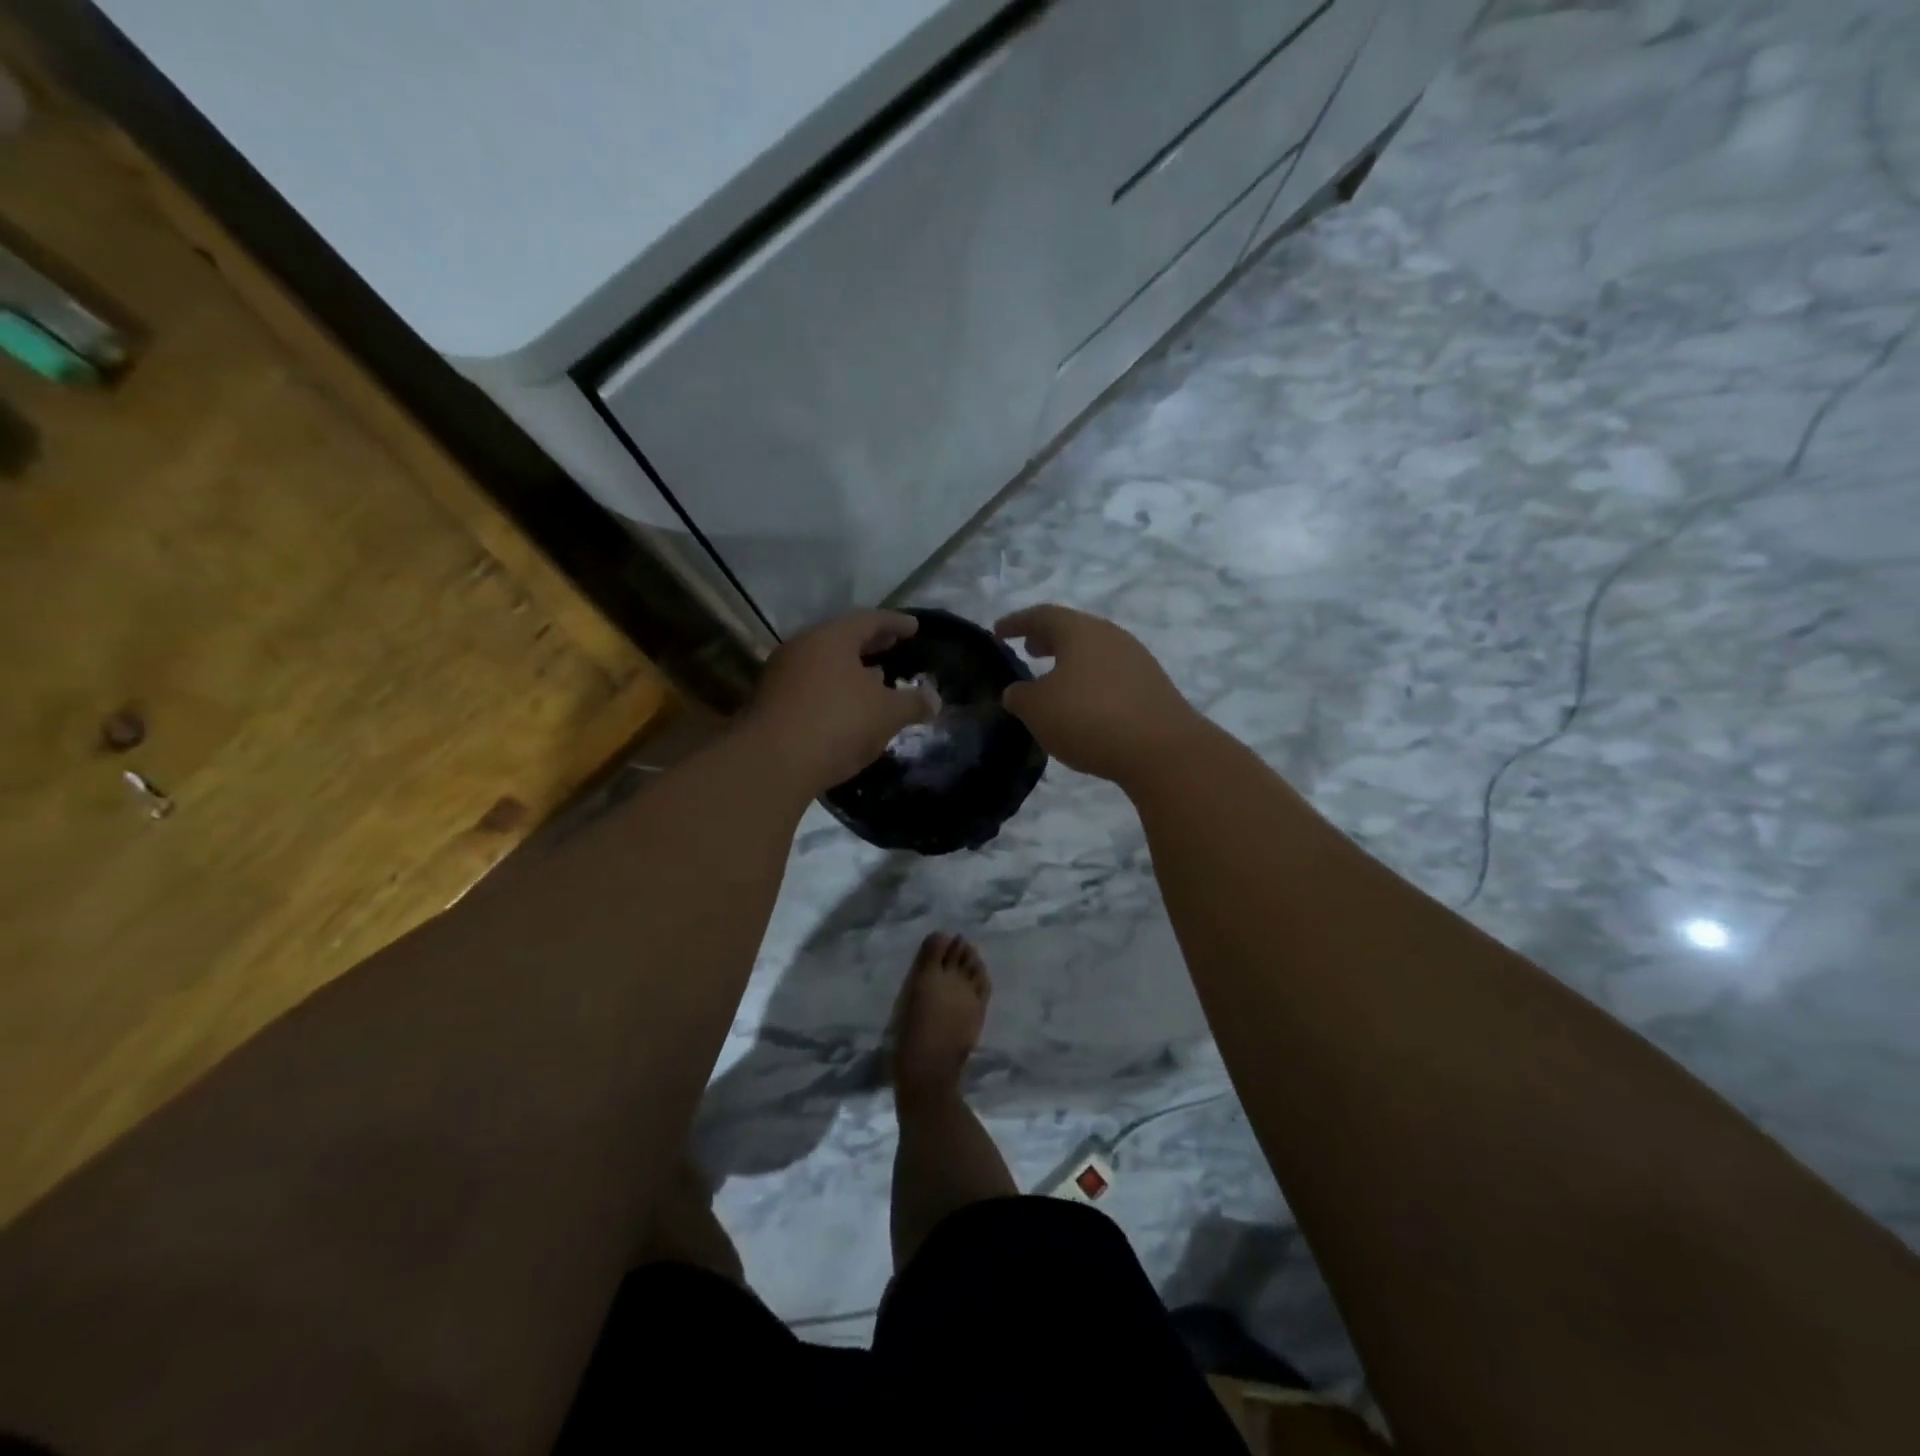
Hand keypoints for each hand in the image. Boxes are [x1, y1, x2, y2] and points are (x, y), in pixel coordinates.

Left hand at [741, 610, 933, 794]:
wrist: (771, 763)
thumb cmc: (837, 724)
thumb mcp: (887, 714)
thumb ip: (913, 703)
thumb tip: (934, 699)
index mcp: (831, 638)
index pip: (869, 620)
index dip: (895, 623)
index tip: (914, 628)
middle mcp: (802, 648)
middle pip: (842, 640)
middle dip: (870, 645)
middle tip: (893, 647)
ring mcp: (781, 675)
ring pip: (824, 665)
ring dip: (851, 671)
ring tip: (875, 681)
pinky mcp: (770, 704)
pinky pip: (811, 688)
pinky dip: (833, 692)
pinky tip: (848, 711)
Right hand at [995, 605, 1205, 786]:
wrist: (1162, 750)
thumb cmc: (1088, 718)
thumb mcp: (1038, 709)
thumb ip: (1020, 696)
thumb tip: (1018, 691)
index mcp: (1079, 631)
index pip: (1041, 616)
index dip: (1016, 623)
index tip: (998, 632)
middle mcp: (1110, 636)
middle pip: (1072, 630)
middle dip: (1047, 639)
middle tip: (1028, 650)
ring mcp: (1136, 660)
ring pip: (1094, 652)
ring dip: (1070, 661)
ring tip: (1053, 679)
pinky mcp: (1152, 686)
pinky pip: (1110, 674)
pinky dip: (1090, 680)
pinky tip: (1083, 704)